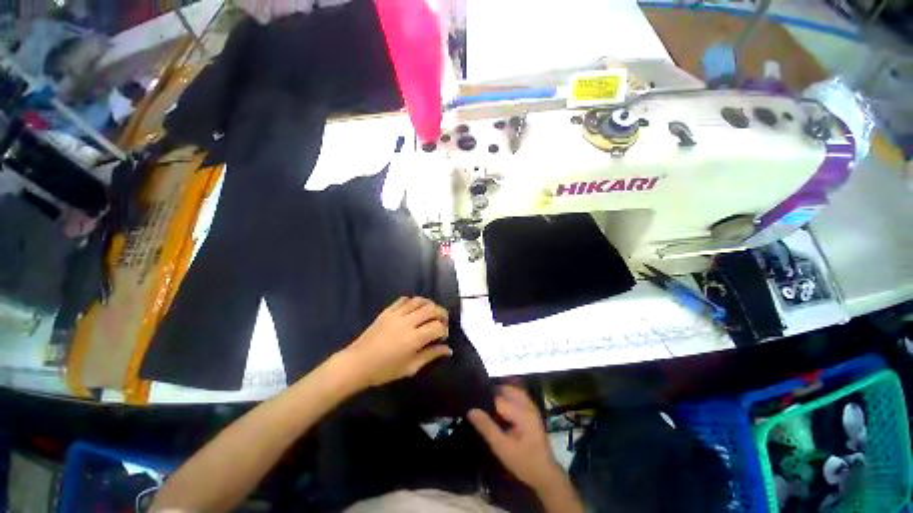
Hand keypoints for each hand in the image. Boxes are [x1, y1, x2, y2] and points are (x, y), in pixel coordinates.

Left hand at [342, 297, 451, 389]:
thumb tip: (448, 349)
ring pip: (419, 301)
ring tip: (431, 312)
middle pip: (431, 309)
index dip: (444, 330)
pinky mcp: (387, 311)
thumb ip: (430, 355)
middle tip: (442, 321)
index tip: (443, 336)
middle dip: (441, 313)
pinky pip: (403, 300)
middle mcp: (408, 322)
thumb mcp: (410, 367)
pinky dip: (412, 301)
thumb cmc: (384, 370)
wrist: (357, 363)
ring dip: (429, 304)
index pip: (438, 326)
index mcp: (414, 338)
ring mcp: (397, 314)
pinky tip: (414, 308)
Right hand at [468, 386, 562, 490]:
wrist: (545, 474)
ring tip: (488, 406)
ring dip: (500, 394)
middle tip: (479, 404)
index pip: (498, 398)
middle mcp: (528, 405)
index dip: (484, 400)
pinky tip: (500, 409)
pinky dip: (507, 397)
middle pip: (506, 389)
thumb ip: (487, 427)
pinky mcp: (532, 411)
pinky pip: (517, 396)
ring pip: (512, 391)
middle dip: (492, 394)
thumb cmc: (523, 462)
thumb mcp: (502, 448)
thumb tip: (471, 410)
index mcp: (522, 412)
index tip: (472, 404)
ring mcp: (531, 407)